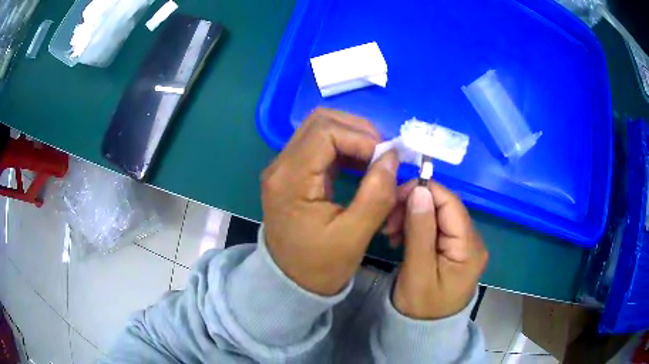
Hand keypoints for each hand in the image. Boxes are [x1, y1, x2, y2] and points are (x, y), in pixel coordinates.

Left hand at [261, 108, 398, 295]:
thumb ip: (376, 194)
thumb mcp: (354, 236)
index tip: (386, 158)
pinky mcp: (292, 173)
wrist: (290, 283)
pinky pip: (319, 146)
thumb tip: (392, 156)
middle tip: (383, 154)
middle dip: (358, 131)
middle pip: (320, 122)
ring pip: (320, 130)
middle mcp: (281, 166)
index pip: (325, 131)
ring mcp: (284, 168)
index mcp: (290, 180)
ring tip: (376, 160)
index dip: (361, 137)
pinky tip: (361, 165)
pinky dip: (344, 149)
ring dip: (352, 138)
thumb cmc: (319, 267)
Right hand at [391, 182, 487, 319]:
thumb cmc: (421, 307)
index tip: (394, 200)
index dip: (423, 191)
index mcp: (469, 247)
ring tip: (391, 233)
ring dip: (413, 216)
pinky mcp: (454, 249)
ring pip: (438, 214)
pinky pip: (436, 227)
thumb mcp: (418, 271)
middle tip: (389, 223)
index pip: (450, 202)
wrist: (425, 331)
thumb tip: (419, 190)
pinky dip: (416, 226)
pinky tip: (400, 237)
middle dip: (414, 206)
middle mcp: (473, 241)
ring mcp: (465, 245)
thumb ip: (420, 230)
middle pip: (445, 206)